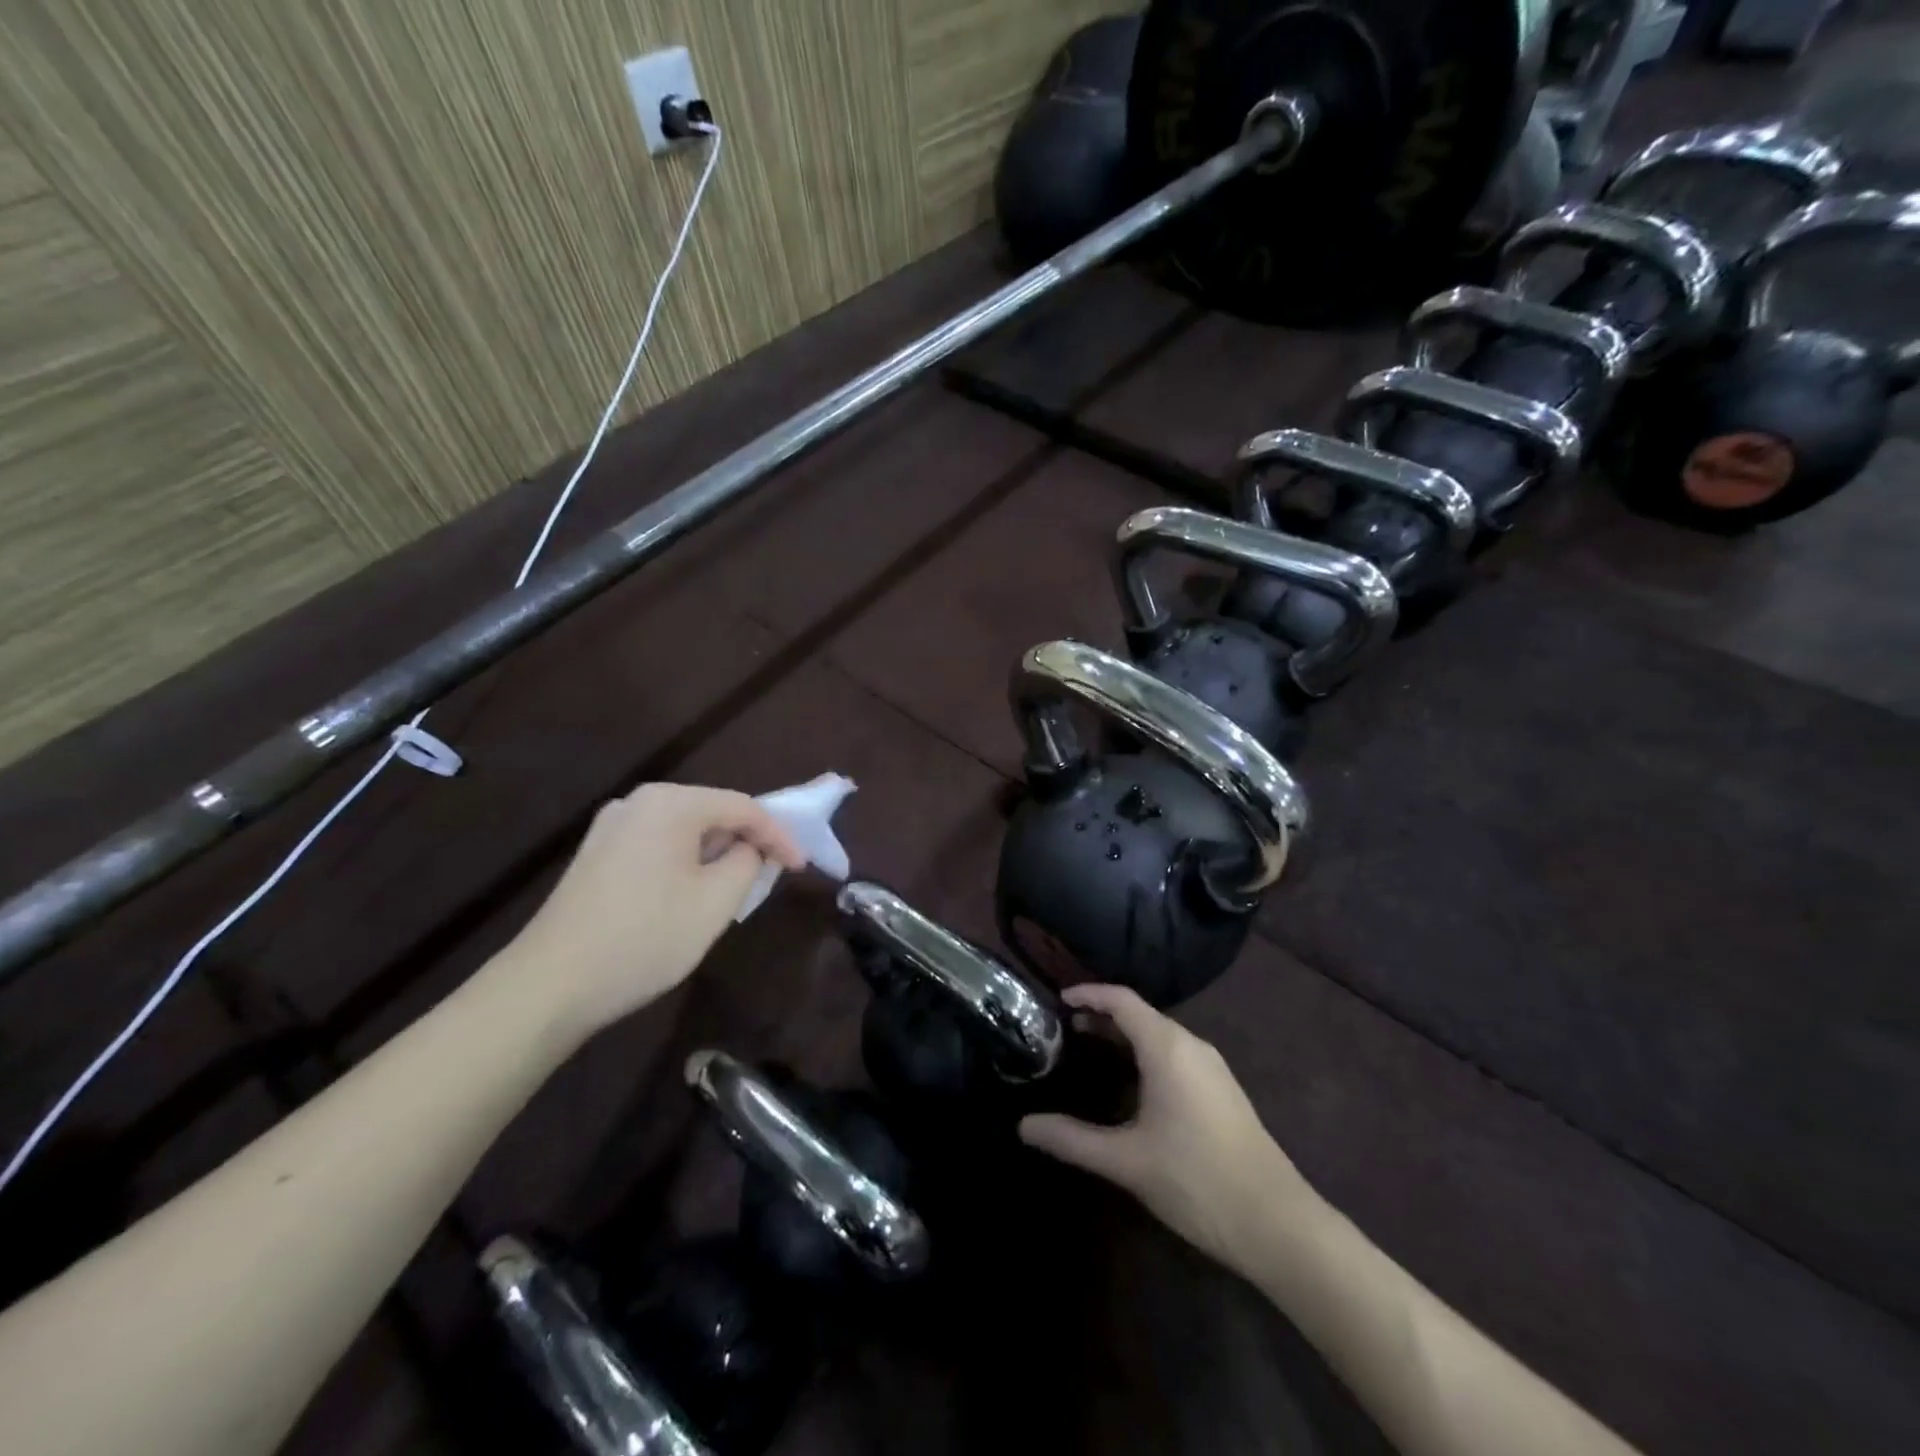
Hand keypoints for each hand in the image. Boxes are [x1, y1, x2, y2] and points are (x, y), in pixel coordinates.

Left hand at [498, 783, 805, 1043]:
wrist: (550, 985)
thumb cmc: (646, 937)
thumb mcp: (717, 901)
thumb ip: (747, 862)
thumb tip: (748, 849)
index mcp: (670, 803)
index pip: (743, 806)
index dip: (779, 835)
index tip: (801, 867)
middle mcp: (637, 802)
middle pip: (711, 812)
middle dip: (746, 841)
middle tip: (771, 874)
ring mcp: (610, 828)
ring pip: (683, 831)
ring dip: (715, 854)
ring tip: (735, 886)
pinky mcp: (594, 856)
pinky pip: (657, 846)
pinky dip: (685, 862)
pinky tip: (689, 894)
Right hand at [1019, 984, 1310, 1272]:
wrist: (1278, 1223)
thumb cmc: (1196, 1180)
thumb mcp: (1126, 1160)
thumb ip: (1072, 1139)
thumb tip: (1023, 1127)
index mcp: (1168, 1047)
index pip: (1121, 1000)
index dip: (1088, 993)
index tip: (1057, 1000)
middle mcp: (1192, 1046)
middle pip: (1140, 1014)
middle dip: (1102, 1016)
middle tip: (1065, 1029)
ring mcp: (1212, 1068)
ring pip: (1160, 1035)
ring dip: (1125, 1036)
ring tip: (1091, 1051)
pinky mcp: (1222, 1090)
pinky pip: (1176, 1054)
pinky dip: (1145, 1053)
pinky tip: (1131, 1084)